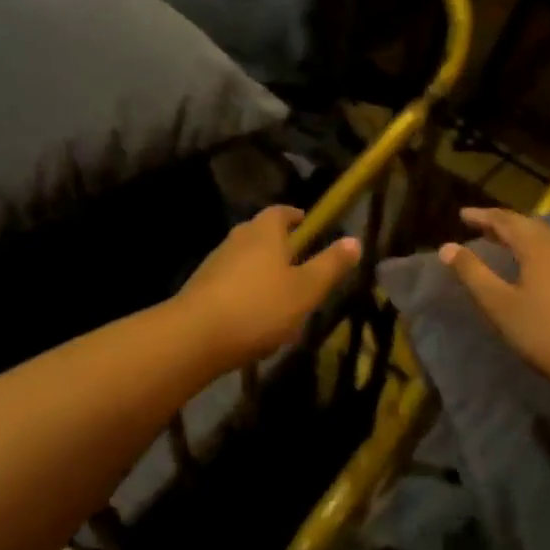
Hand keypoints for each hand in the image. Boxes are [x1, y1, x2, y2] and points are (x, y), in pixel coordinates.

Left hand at [175, 207, 360, 372]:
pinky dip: (246, 296)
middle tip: (301, 266)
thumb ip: (330, 265)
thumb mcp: (306, 289)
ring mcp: (214, 264)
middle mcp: (237, 240)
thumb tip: (354, 240)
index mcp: (264, 232)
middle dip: (281, 248)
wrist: (195, 337)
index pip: (281, 212)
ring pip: (246, 262)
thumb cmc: (259, 307)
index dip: (296, 217)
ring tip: (282, 300)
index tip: (309, 226)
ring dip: (263, 275)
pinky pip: (231, 286)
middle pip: (262, 236)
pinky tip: (256, 322)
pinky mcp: (201, 290)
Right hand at [440, 207, 549, 398]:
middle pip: (527, 225)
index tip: (462, 214)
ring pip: (542, 238)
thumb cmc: (545, 331)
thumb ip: (473, 274)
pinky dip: (532, 248)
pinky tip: (528, 264)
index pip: (505, 221)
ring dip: (518, 235)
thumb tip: (447, 247)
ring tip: (499, 241)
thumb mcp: (500, 304)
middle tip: (478, 224)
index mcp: (537, 247)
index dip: (482, 216)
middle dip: (501, 222)